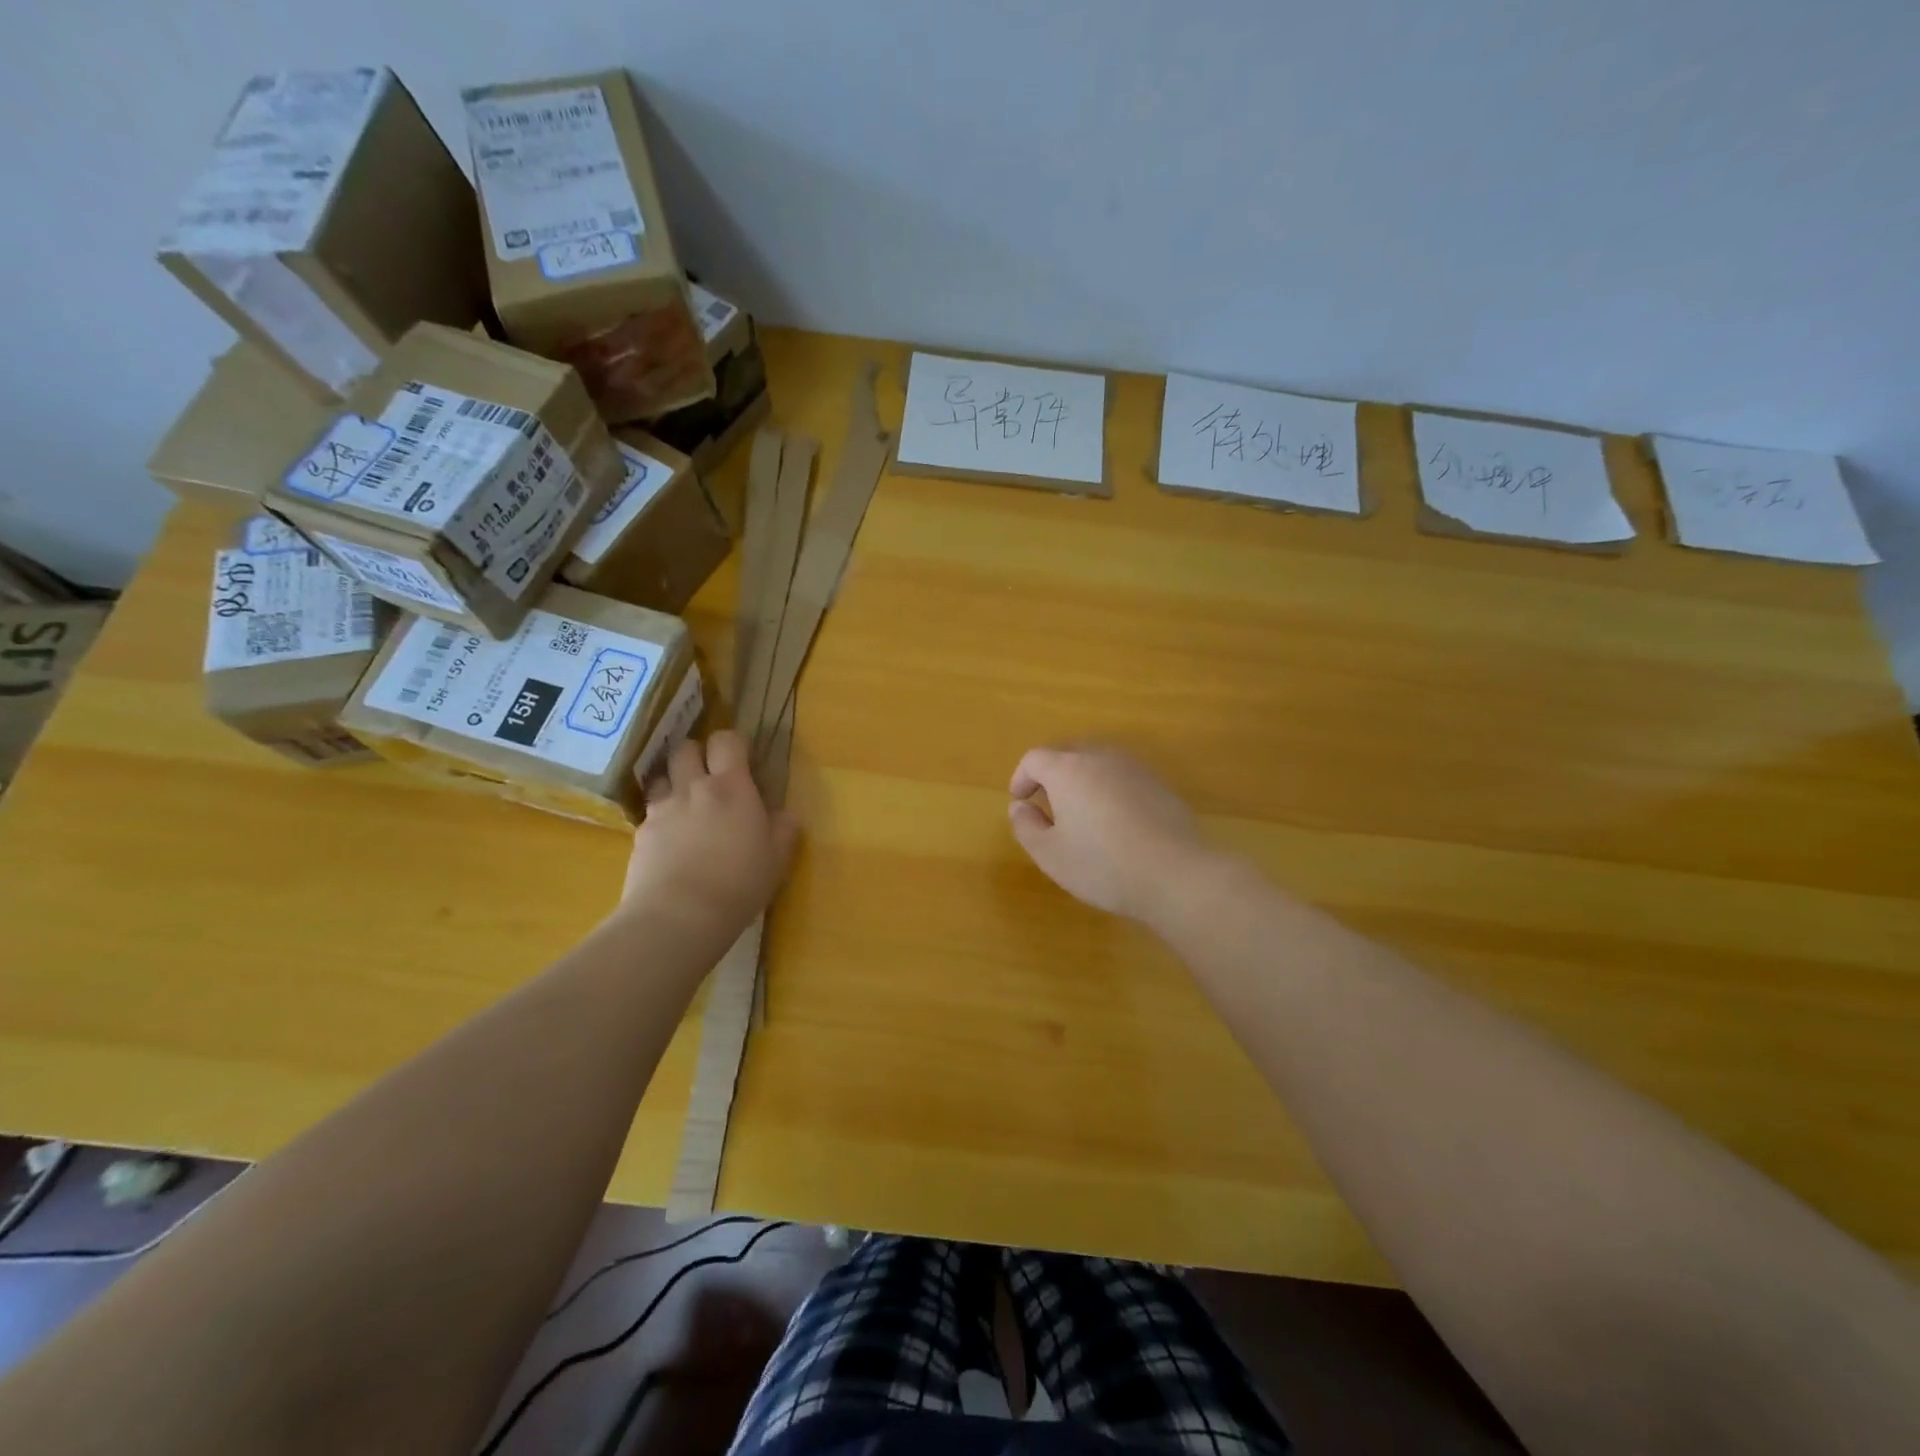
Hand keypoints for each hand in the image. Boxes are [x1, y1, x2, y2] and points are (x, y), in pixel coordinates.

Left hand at [621, 731, 798, 938]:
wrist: (679, 916)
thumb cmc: (739, 883)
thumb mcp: (777, 859)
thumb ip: (783, 829)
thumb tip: (785, 814)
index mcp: (732, 787)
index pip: (726, 741)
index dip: (732, 744)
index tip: (741, 758)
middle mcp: (693, 788)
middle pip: (686, 749)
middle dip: (697, 754)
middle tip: (710, 776)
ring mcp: (662, 809)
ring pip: (662, 777)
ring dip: (673, 782)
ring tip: (685, 804)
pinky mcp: (640, 834)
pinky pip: (649, 813)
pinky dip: (660, 817)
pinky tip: (669, 840)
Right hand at [1008, 745, 1213, 920]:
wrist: (1175, 873)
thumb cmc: (1102, 865)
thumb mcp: (1050, 854)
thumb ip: (1027, 826)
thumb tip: (1020, 807)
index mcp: (1067, 770)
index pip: (1035, 758)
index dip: (1021, 777)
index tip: (1020, 800)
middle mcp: (1100, 758)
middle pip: (1068, 752)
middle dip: (1051, 773)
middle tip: (1047, 802)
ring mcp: (1134, 768)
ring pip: (1098, 762)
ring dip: (1082, 778)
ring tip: (1080, 810)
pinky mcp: (1159, 784)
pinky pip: (1123, 777)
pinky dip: (1109, 789)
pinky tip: (1115, 820)